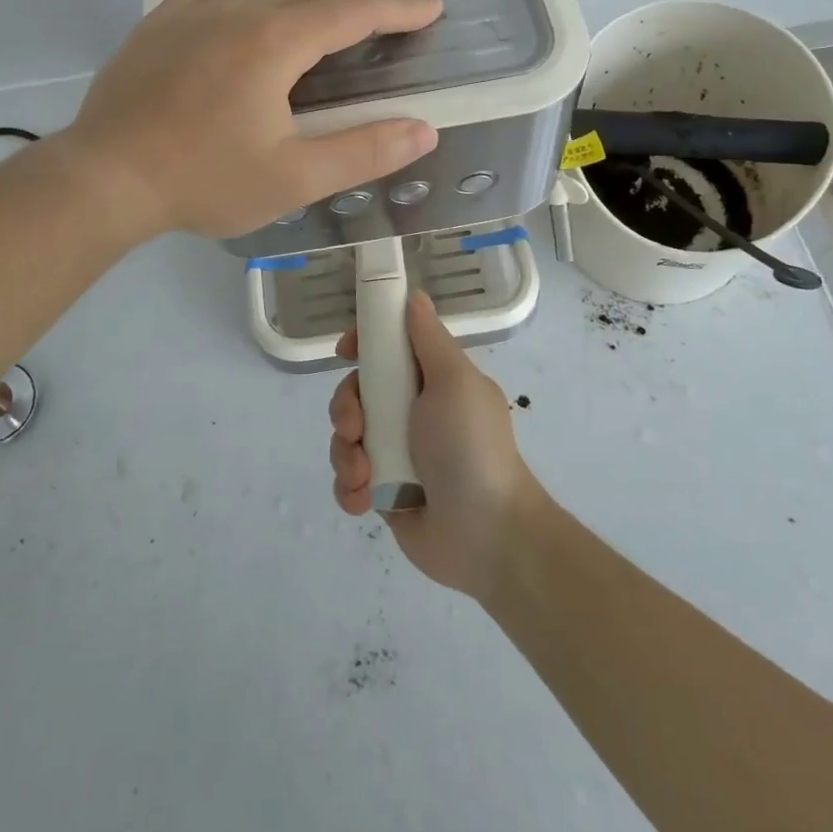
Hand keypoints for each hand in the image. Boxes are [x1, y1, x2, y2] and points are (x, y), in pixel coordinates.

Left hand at [65, 0, 442, 239]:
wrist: (105, 176)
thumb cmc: (202, 179)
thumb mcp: (292, 178)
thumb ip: (361, 152)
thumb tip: (423, 130)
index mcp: (276, 44)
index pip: (352, 12)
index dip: (397, 7)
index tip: (431, 5)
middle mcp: (242, 12)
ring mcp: (198, 12)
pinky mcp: (165, 21)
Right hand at [328, 291, 541, 596]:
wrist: (486, 536)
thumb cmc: (470, 447)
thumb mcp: (454, 382)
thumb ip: (428, 339)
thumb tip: (414, 295)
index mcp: (432, 381)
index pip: (388, 349)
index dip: (363, 344)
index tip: (346, 350)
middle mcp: (412, 412)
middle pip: (357, 392)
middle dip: (346, 408)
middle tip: (356, 428)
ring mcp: (396, 454)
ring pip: (346, 437)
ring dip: (346, 453)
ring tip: (365, 475)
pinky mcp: (383, 493)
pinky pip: (348, 479)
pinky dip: (349, 488)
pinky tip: (364, 499)